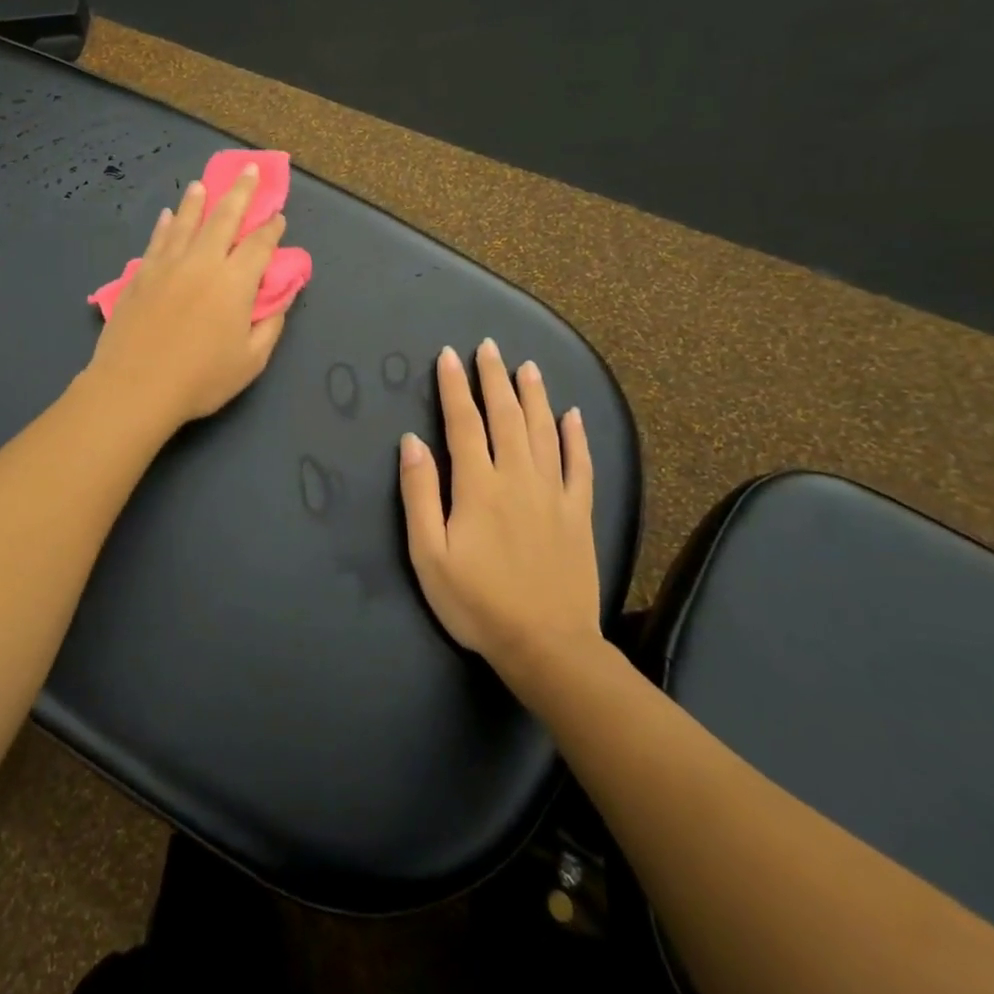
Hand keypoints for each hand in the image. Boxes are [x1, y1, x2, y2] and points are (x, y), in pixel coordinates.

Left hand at [85, 164, 291, 430]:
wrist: (135, 386)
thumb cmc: (200, 379)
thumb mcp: (251, 361)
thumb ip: (270, 325)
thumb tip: (282, 297)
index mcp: (235, 282)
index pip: (259, 245)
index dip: (271, 228)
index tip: (278, 216)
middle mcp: (202, 262)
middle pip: (224, 218)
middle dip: (241, 192)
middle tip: (250, 170)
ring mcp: (167, 265)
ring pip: (186, 222)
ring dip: (198, 201)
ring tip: (203, 183)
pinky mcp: (140, 276)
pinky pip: (157, 241)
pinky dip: (165, 225)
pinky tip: (167, 216)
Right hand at [399, 340, 600, 685]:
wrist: (547, 646)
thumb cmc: (477, 603)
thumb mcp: (429, 554)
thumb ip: (420, 494)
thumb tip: (412, 442)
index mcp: (478, 486)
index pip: (463, 423)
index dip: (455, 387)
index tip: (449, 356)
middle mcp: (518, 478)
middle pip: (506, 416)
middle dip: (494, 378)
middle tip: (488, 347)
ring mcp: (554, 493)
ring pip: (544, 431)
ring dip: (534, 395)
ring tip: (527, 367)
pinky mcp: (579, 513)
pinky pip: (581, 465)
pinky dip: (576, 437)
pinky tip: (573, 415)